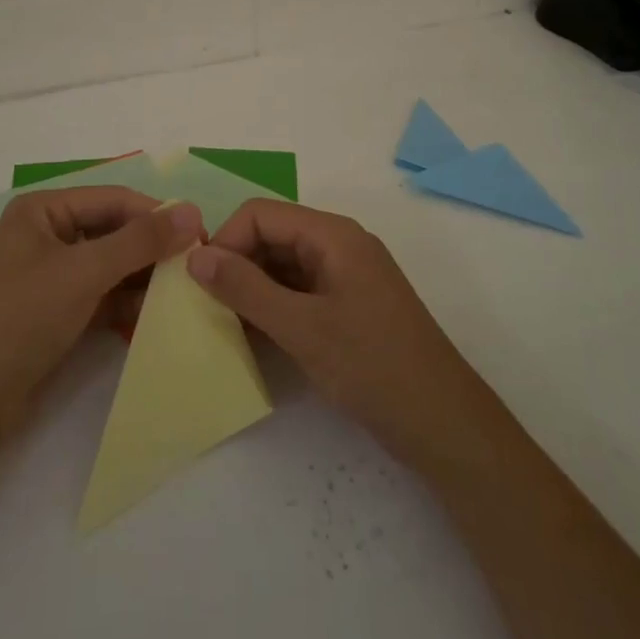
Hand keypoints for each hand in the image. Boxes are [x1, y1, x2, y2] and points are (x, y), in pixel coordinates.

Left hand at [0, 188, 202, 443]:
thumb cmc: (20, 318)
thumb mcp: (83, 272)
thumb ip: (140, 241)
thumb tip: (193, 212)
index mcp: (44, 211)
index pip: (114, 200)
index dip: (157, 214)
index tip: (203, 234)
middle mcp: (49, 235)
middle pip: (115, 231)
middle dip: (153, 249)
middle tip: (199, 267)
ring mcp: (54, 276)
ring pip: (113, 266)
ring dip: (145, 278)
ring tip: (187, 293)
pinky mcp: (59, 312)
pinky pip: (104, 296)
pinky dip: (129, 303)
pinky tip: (159, 316)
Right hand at [188, 200, 503, 476]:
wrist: (444, 424)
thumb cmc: (373, 367)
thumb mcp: (302, 328)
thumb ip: (246, 289)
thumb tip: (195, 257)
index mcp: (332, 234)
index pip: (261, 214)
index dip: (226, 240)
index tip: (201, 284)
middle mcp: (338, 244)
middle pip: (271, 235)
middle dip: (235, 264)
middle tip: (205, 307)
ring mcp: (345, 276)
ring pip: (282, 264)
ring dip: (251, 288)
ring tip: (223, 324)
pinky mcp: (348, 306)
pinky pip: (298, 290)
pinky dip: (272, 306)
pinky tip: (252, 336)